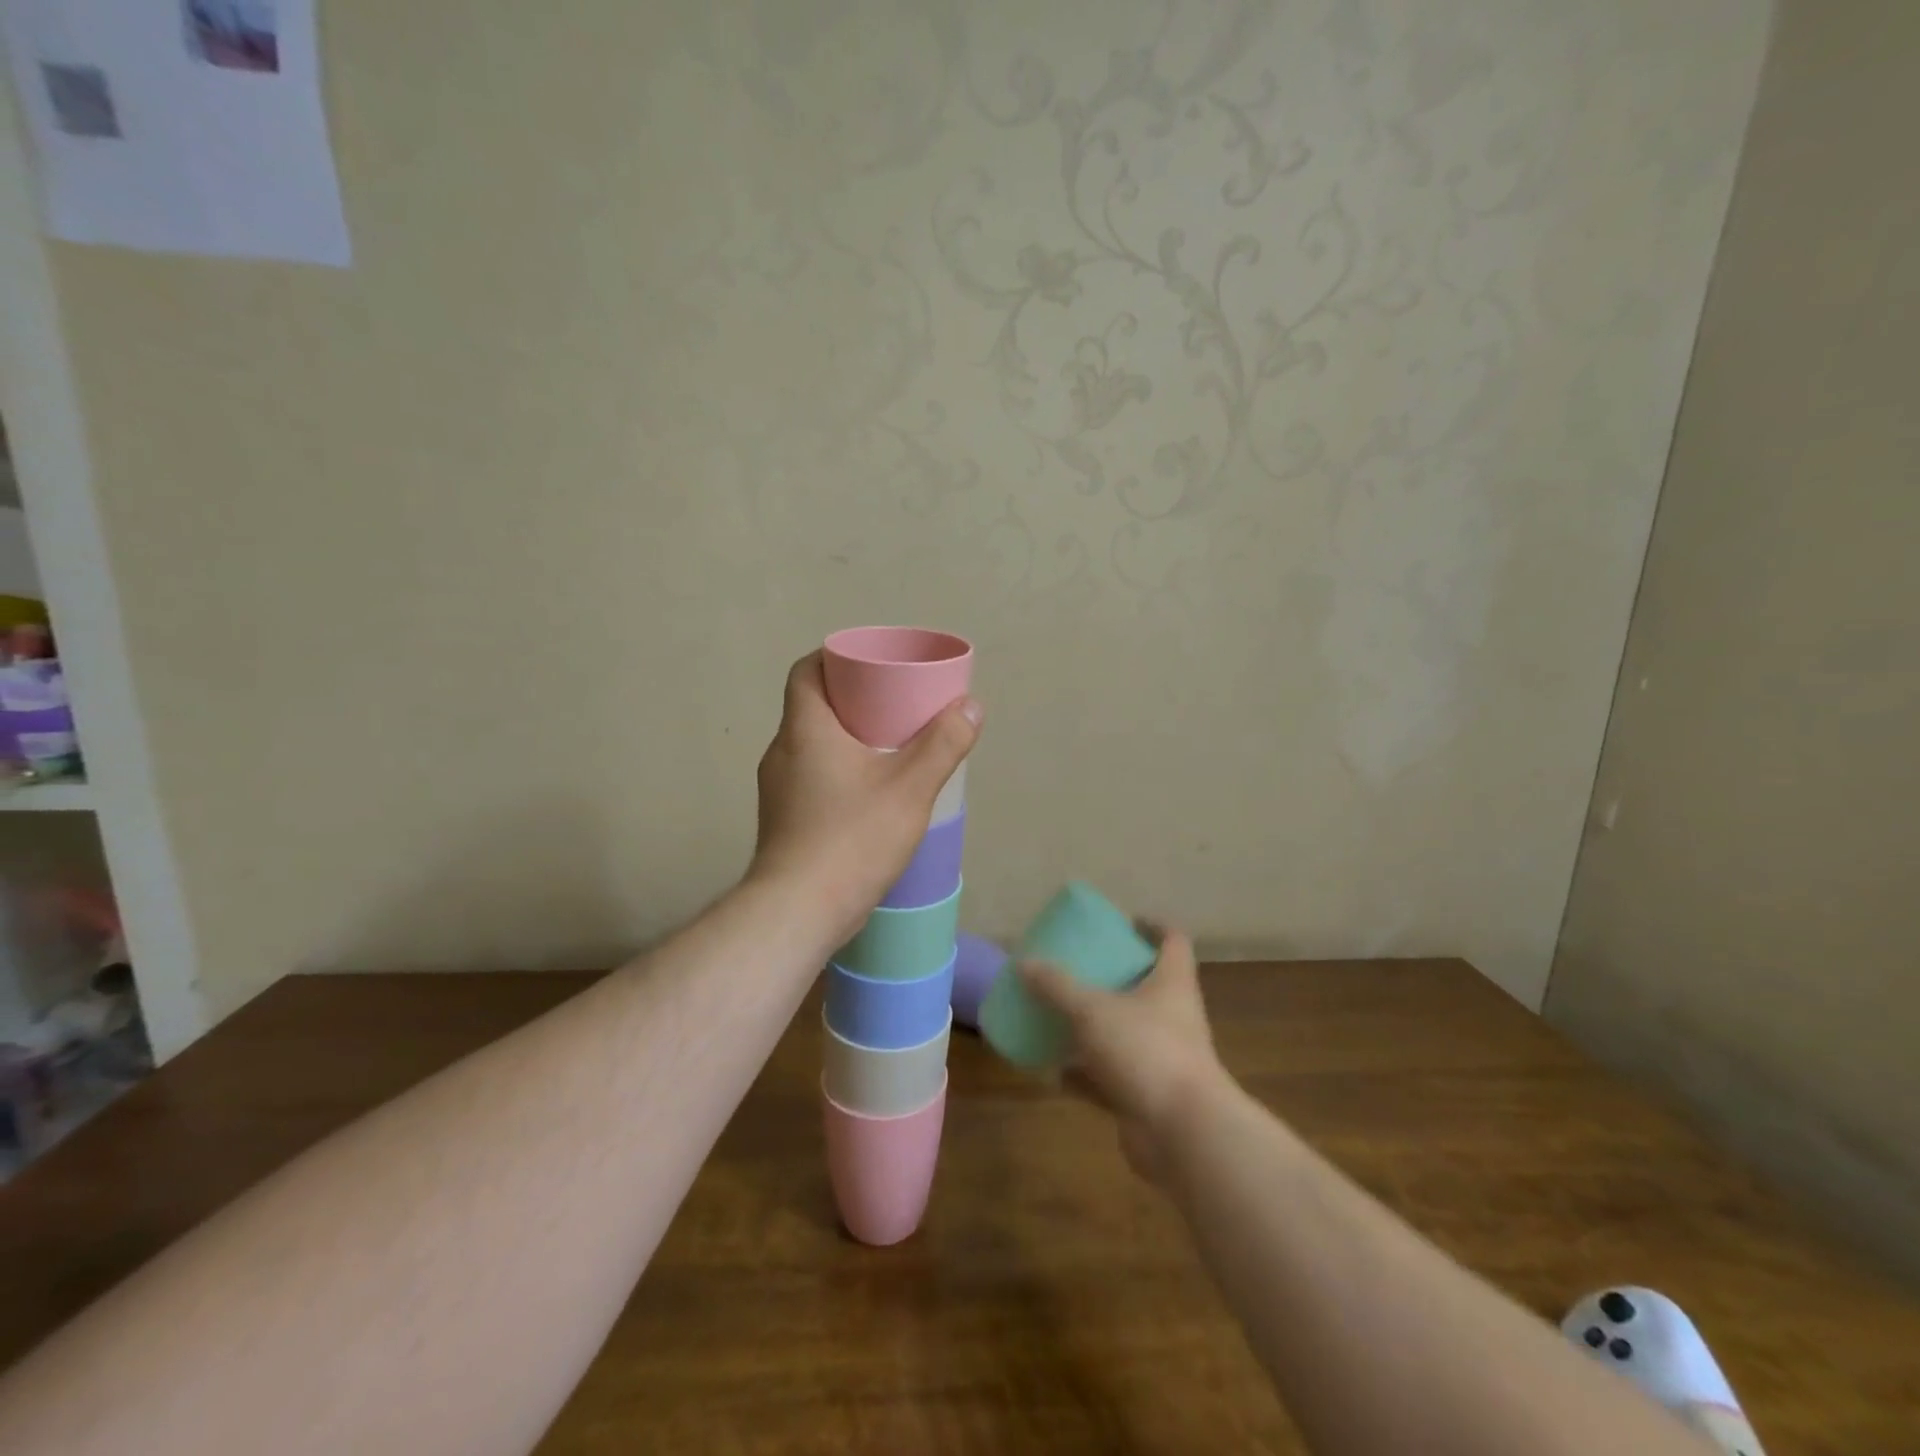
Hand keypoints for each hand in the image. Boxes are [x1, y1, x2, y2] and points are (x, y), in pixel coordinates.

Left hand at [749, 651, 981, 944]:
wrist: (798, 911)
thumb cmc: (852, 837)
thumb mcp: (910, 787)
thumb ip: (943, 744)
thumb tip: (970, 706)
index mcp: (805, 729)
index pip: (807, 670)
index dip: (836, 658)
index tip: (872, 664)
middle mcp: (782, 751)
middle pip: (813, 706)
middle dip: (852, 699)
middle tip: (894, 704)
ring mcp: (777, 789)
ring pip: (812, 745)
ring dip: (846, 739)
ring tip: (889, 747)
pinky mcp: (783, 819)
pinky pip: (811, 777)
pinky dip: (838, 771)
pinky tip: (870, 793)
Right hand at [1016, 928, 1226, 1181]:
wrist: (1182, 1134)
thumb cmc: (1145, 1051)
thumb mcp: (1092, 1010)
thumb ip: (1057, 987)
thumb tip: (1024, 963)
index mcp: (1171, 983)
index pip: (1173, 941)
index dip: (1152, 927)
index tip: (1124, 922)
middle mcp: (1173, 1017)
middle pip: (1147, 985)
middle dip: (1113, 977)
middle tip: (1078, 967)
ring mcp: (1162, 1058)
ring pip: (1125, 1033)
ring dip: (1095, 1027)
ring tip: (1060, 1015)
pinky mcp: (1147, 1095)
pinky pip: (1111, 1078)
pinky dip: (1085, 1075)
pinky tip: (1054, 1072)